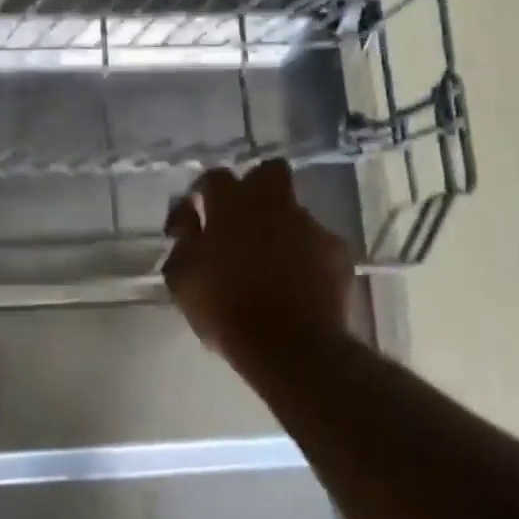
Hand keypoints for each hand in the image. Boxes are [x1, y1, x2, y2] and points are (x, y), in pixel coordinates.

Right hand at [163, 161, 355, 387]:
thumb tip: (189, 221)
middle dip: (255, 186)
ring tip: (269, 263)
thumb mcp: (182, 278)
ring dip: (279, 227)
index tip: (191, 221)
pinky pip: (316, 242)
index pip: (214, 176)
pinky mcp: (337, 251)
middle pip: (268, 172)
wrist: (290, 346)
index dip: (201, 194)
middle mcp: (274, 204)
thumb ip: (183, 241)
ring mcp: (310, 225)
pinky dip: (305, 256)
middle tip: (240, 220)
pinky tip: (297, 282)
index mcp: (231, 205)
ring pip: (293, 211)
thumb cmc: (225, 309)